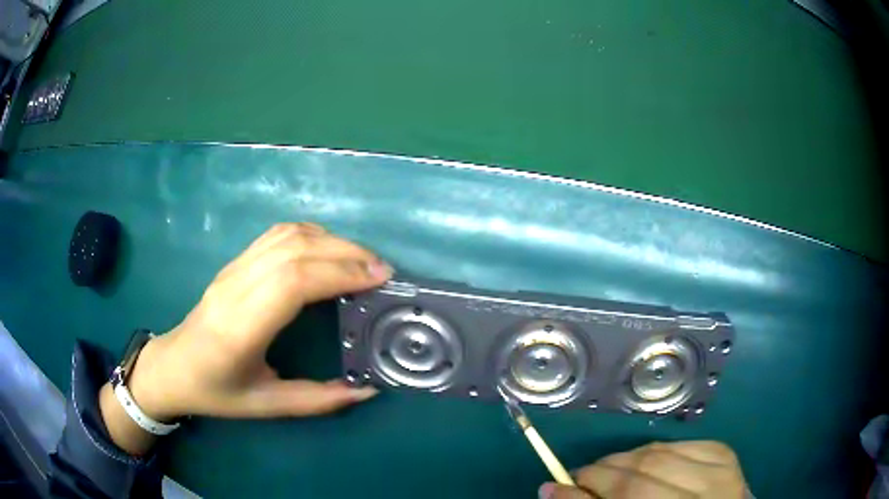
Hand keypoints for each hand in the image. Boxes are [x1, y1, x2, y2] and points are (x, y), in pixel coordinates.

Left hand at [100, 223, 391, 452]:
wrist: (172, 366)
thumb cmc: (216, 391)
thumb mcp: (266, 406)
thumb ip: (318, 400)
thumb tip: (366, 389)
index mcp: (240, 328)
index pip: (292, 282)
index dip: (339, 273)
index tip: (378, 279)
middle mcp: (235, 289)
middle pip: (295, 250)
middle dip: (346, 253)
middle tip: (382, 271)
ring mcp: (232, 270)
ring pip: (286, 235)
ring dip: (331, 240)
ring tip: (363, 259)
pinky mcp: (234, 263)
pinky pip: (275, 235)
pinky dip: (310, 235)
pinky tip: (329, 250)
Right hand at [540, 441, 746, 498]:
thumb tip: (553, 489)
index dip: (580, 495)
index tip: (552, 487)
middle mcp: (704, 498)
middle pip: (637, 478)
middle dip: (599, 475)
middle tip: (580, 478)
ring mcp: (720, 472)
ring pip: (657, 454)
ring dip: (623, 460)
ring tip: (609, 471)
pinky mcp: (725, 453)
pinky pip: (679, 443)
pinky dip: (654, 451)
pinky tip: (646, 463)